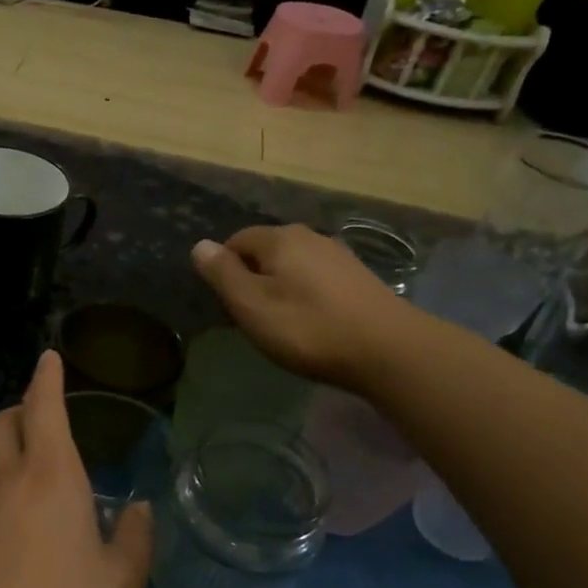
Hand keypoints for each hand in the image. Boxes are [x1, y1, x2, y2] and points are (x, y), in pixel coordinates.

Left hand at [0, 351, 153, 587]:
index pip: (44, 406)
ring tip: (31, 486)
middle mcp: (5, 479)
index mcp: (50, 476)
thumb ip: (135, 540)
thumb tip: (139, 510)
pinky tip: (7, 531)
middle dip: (22, 409)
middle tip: (44, 422)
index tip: (48, 358)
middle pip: (3, 421)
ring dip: (6, 454)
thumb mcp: (121, 586)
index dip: (47, 377)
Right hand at [192, 225, 417, 389]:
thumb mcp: (252, 305)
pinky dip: (306, 294)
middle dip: (253, 276)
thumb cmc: (308, 328)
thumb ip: (222, 274)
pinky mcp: (359, 277)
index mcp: (280, 239)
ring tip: (281, 321)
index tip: (228, 304)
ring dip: (280, 286)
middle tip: (252, 315)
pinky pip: (317, 278)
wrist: (388, 350)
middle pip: (266, 250)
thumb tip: (199, 245)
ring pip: (293, 264)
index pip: (236, 240)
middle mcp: (310, 236)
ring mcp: (339, 255)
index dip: (224, 269)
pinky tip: (312, 321)